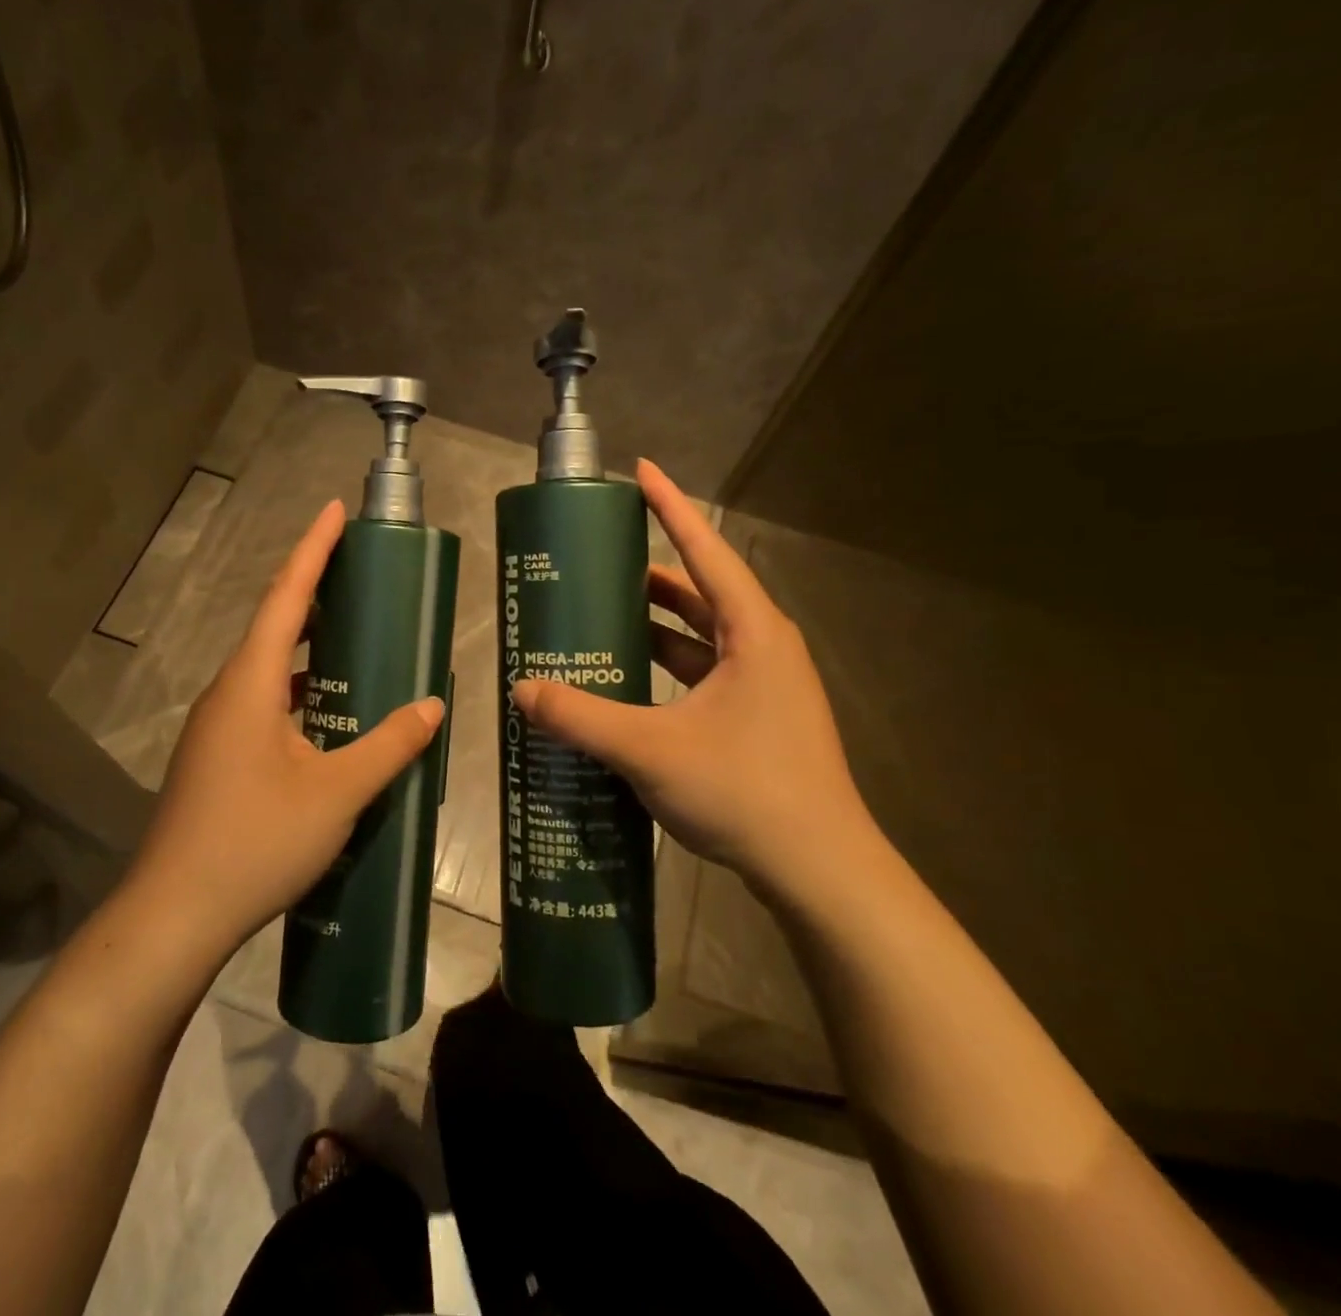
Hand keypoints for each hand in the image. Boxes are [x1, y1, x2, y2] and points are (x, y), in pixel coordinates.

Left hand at [128, 501, 445, 961]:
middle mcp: (228, 694)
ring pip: (269, 670)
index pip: (285, 598)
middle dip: (315, 593)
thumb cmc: (255, 842)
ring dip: (309, 649)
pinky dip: (300, 693)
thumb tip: (432, 707)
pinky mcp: (217, 758)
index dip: (312, 550)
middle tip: (362, 576)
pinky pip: (264, 704)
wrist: (175, 914)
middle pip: (274, 626)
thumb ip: (388, 746)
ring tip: (357, 642)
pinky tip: (330, 717)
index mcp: (250, 684)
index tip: (334, 510)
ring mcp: (217, 728)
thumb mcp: (336, 794)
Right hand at [510, 461, 881, 905]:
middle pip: (700, 592)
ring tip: (601, 616)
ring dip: (655, 625)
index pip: (705, 551)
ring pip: (700, 638)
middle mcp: (762, 647)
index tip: (641, 470)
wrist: (819, 870)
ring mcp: (763, 686)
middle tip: (597, 561)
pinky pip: (702, 675)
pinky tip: (626, 682)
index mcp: (753, 632)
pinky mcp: (756, 719)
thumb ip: (581, 718)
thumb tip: (521, 692)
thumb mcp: (651, 749)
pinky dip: (664, 668)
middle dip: (650, 573)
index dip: (670, 507)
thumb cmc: (746, 791)